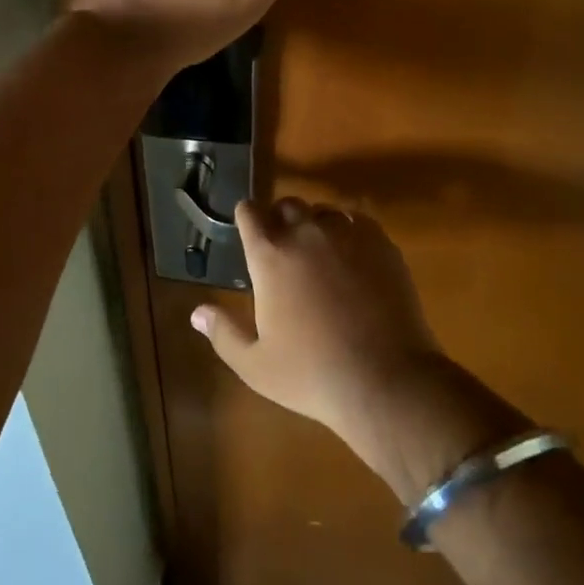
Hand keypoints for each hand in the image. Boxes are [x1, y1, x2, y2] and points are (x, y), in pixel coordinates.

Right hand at [190, 199, 441, 448]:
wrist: (386, 380)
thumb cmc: (313, 374)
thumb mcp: (256, 365)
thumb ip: (223, 333)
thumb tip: (197, 313)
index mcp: (270, 255)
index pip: (249, 211)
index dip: (246, 218)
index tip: (248, 231)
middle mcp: (305, 233)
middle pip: (287, 204)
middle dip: (281, 218)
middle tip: (284, 246)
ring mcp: (346, 234)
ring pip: (324, 211)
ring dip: (316, 224)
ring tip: (320, 253)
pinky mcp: (381, 244)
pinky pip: (358, 221)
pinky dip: (350, 232)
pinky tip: (353, 258)